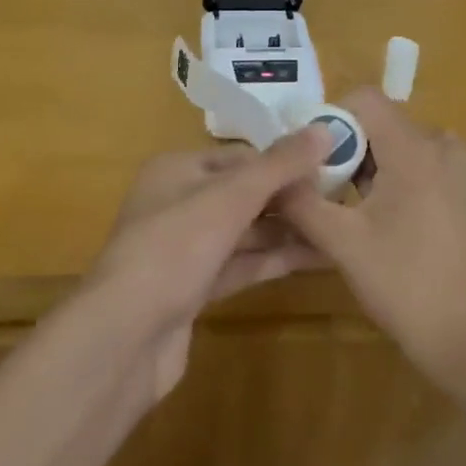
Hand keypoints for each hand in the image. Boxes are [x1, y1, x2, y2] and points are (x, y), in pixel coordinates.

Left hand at [88, 127, 329, 399]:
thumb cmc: (175, 247)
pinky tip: (316, 259)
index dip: (283, 162)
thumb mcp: (231, 197)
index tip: (328, 169)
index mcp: (177, 169)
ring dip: (287, 231)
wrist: (124, 337)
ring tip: (338, 229)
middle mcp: (178, 202)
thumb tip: (325, 128)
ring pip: (244, 232)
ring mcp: (184, 249)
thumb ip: (279, 165)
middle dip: (289, 198)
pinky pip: (241, 265)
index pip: (240, 156)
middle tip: (341, 201)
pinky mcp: (193, 289)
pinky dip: (273, 261)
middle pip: (243, 193)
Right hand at [280, 90, 465, 386]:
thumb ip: (301, 200)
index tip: (315, 161)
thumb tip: (272, 176)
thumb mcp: (342, 243)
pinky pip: (432, 167)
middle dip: (353, 151)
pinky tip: (400, 229)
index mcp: (416, 148)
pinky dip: (408, 182)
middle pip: (385, 124)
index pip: (365, 98)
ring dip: (379, 169)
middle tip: (333, 196)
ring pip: (408, 147)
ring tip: (363, 217)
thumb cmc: (405, 287)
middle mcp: (447, 144)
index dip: (332, 119)